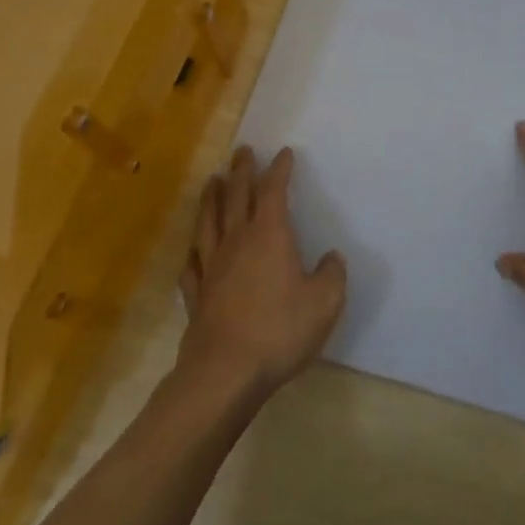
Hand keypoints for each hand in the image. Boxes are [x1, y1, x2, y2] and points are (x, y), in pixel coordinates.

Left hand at [178, 146, 346, 397]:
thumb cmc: (280, 331)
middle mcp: (237, 242)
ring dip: (211, 199)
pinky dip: (193, 250)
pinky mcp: (196, 296)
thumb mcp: (325, 302)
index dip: (279, 170)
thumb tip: (331, 257)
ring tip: (211, 181)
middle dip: (241, 172)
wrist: (225, 373)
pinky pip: (192, 264)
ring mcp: (211, 268)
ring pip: (208, 223)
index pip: (273, 192)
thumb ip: (332, 274)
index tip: (284, 153)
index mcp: (269, 236)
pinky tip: (193, 249)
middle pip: (236, 198)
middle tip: (242, 151)